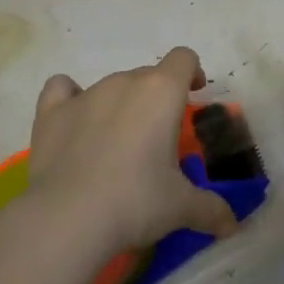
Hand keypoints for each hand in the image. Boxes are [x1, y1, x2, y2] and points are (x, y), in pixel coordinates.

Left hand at [24, 46, 237, 262]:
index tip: (193, 94)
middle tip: (158, 137)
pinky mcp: (51, 112)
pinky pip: (62, 89)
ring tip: (118, 144)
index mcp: (161, 92)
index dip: (191, 72)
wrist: (68, 218)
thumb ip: (211, 209)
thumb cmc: (136, 201)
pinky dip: (70, 98)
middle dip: (156, 98)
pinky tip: (75, 121)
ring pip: (111, 85)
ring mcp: (85, 94)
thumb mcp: (181, 207)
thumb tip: (232, 225)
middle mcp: (124, 82)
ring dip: (120, 104)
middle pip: (147, 75)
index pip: (183, 58)